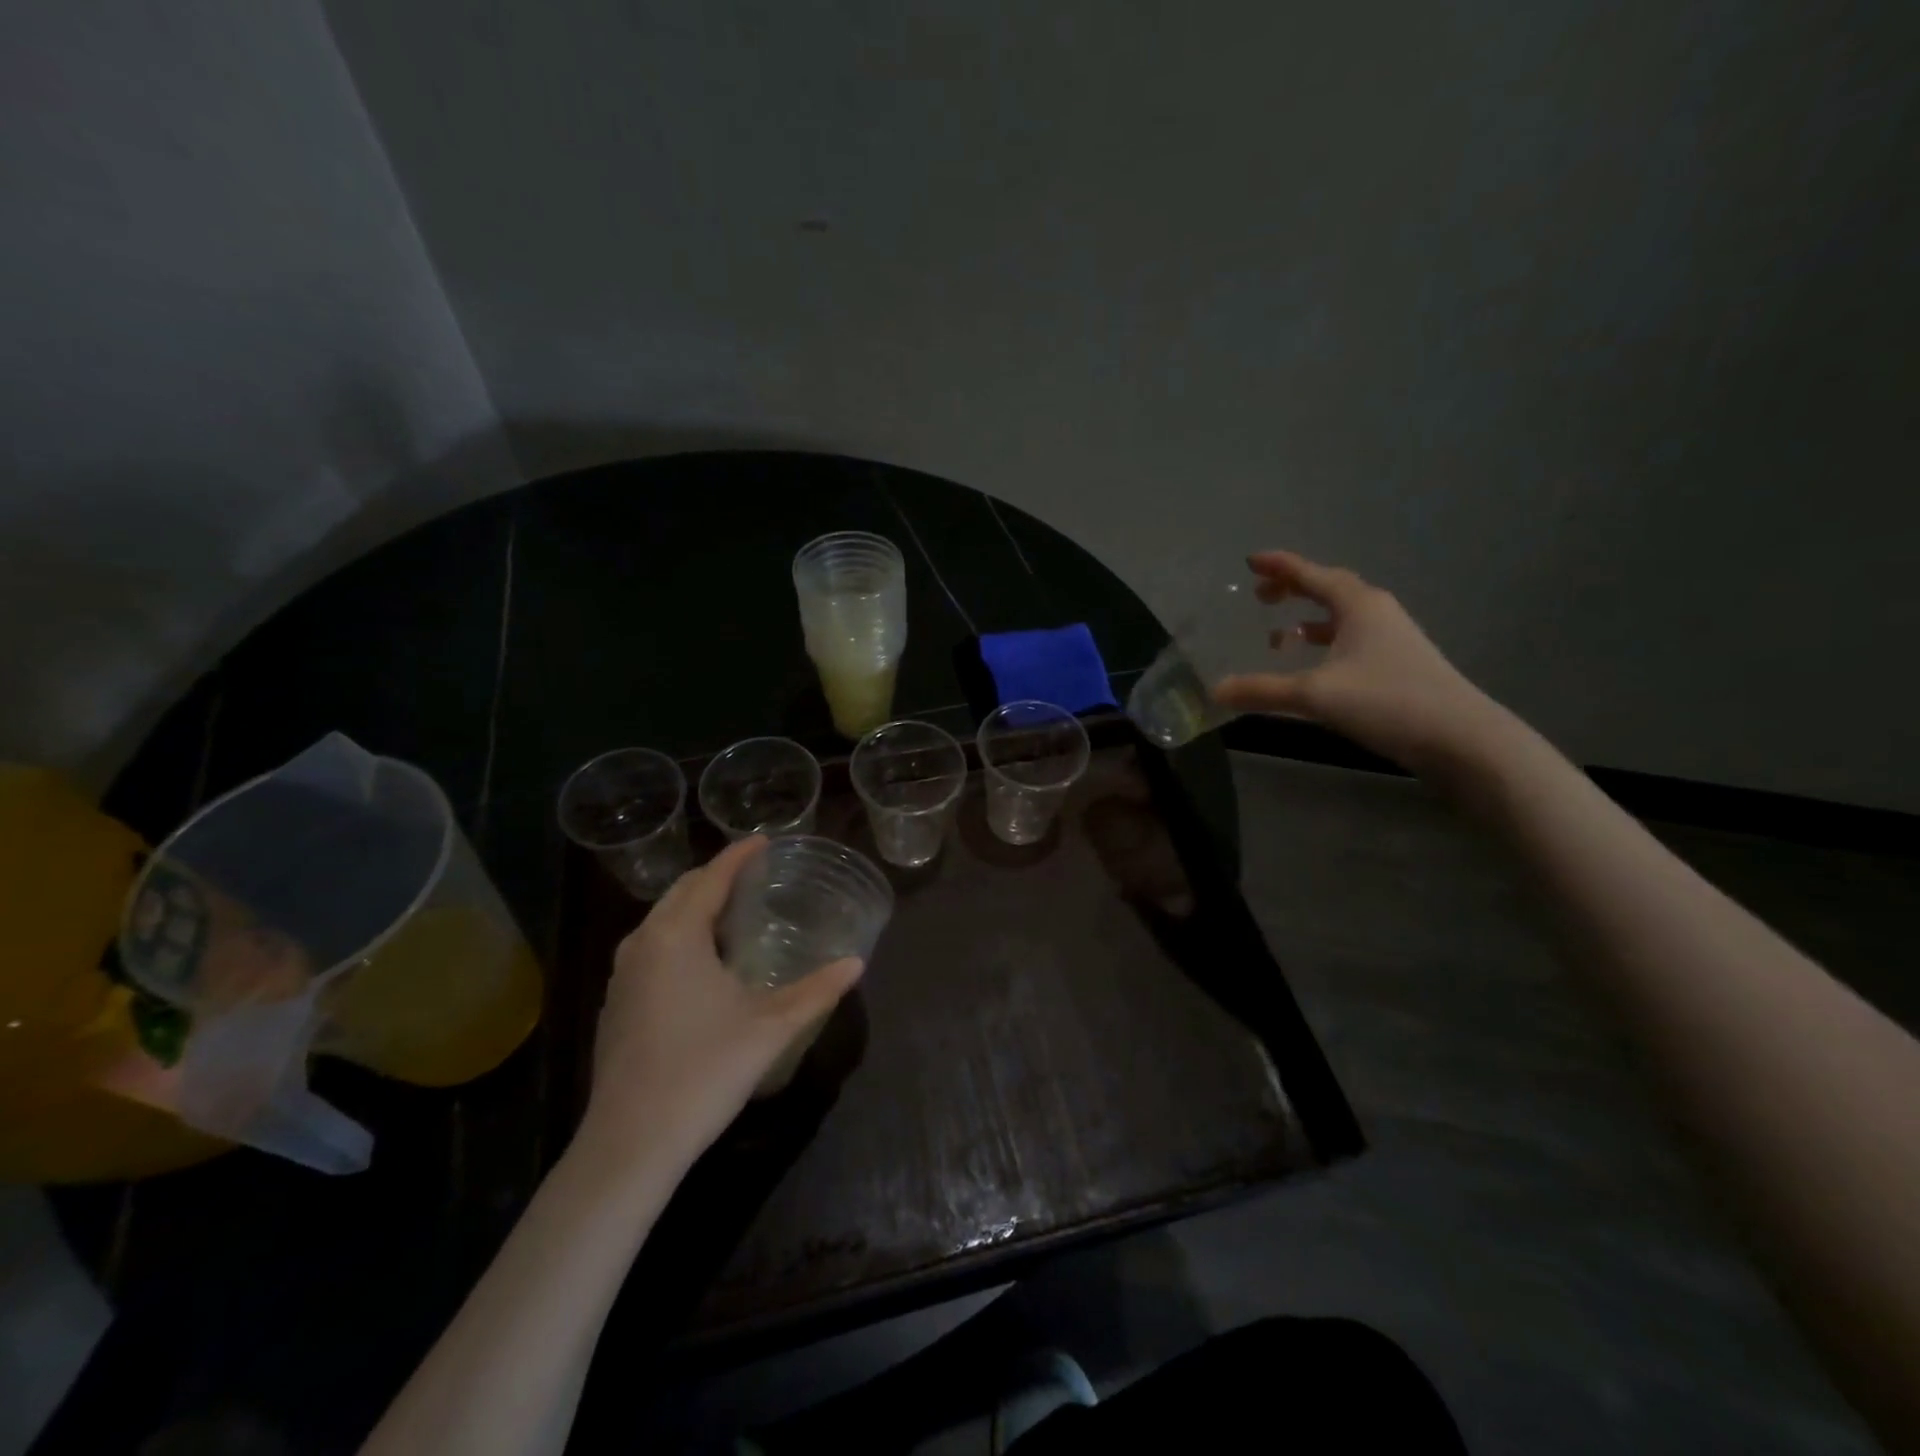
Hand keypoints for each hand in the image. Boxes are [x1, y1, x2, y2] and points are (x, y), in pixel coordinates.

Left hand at [573, 836, 862, 1177]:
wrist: (630, 1142)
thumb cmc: (704, 1071)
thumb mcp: (771, 1028)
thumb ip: (817, 991)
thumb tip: (855, 963)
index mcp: (677, 936)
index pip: (711, 877)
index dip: (740, 856)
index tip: (765, 840)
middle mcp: (643, 943)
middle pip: (682, 891)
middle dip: (716, 876)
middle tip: (754, 874)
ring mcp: (623, 974)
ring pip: (661, 919)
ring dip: (694, 905)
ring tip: (731, 911)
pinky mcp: (616, 1003)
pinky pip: (650, 946)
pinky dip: (678, 933)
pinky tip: (700, 961)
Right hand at [1212, 550, 1505, 773]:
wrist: (1460, 738)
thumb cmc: (1386, 701)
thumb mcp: (1314, 695)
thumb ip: (1262, 691)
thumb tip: (1215, 690)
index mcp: (1358, 605)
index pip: (1311, 574)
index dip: (1279, 566)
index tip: (1249, 561)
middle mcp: (1376, 613)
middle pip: (1328, 589)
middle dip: (1292, 589)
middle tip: (1259, 597)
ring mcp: (1391, 639)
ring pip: (1341, 618)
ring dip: (1308, 620)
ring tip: (1277, 637)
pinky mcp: (1397, 665)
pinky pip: (1350, 641)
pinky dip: (1324, 645)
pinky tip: (1311, 667)